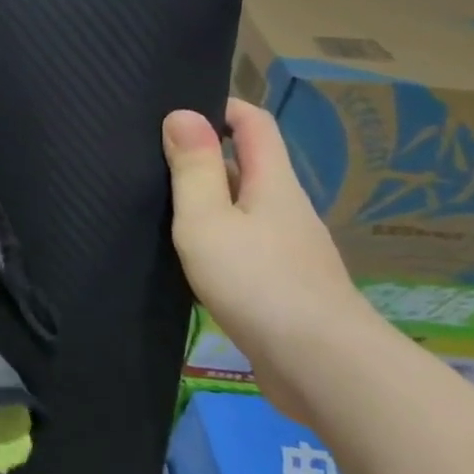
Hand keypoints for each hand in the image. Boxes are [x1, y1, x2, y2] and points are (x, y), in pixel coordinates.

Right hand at [163, 97, 383, 422]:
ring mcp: (289, 250)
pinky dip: (217, 240)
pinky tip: (188, 258)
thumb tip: (183, 113)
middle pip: (248, 166)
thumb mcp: (208, 218)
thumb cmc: (257, 281)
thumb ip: (194, 168)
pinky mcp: (285, 287)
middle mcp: (286, 209)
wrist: (322, 368)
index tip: (178, 107)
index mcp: (273, 183)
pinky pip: (245, 246)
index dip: (221, 105)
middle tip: (151, 158)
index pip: (254, 123)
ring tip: (158, 206)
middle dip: (204, 156)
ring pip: (243, 209)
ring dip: (207, 202)